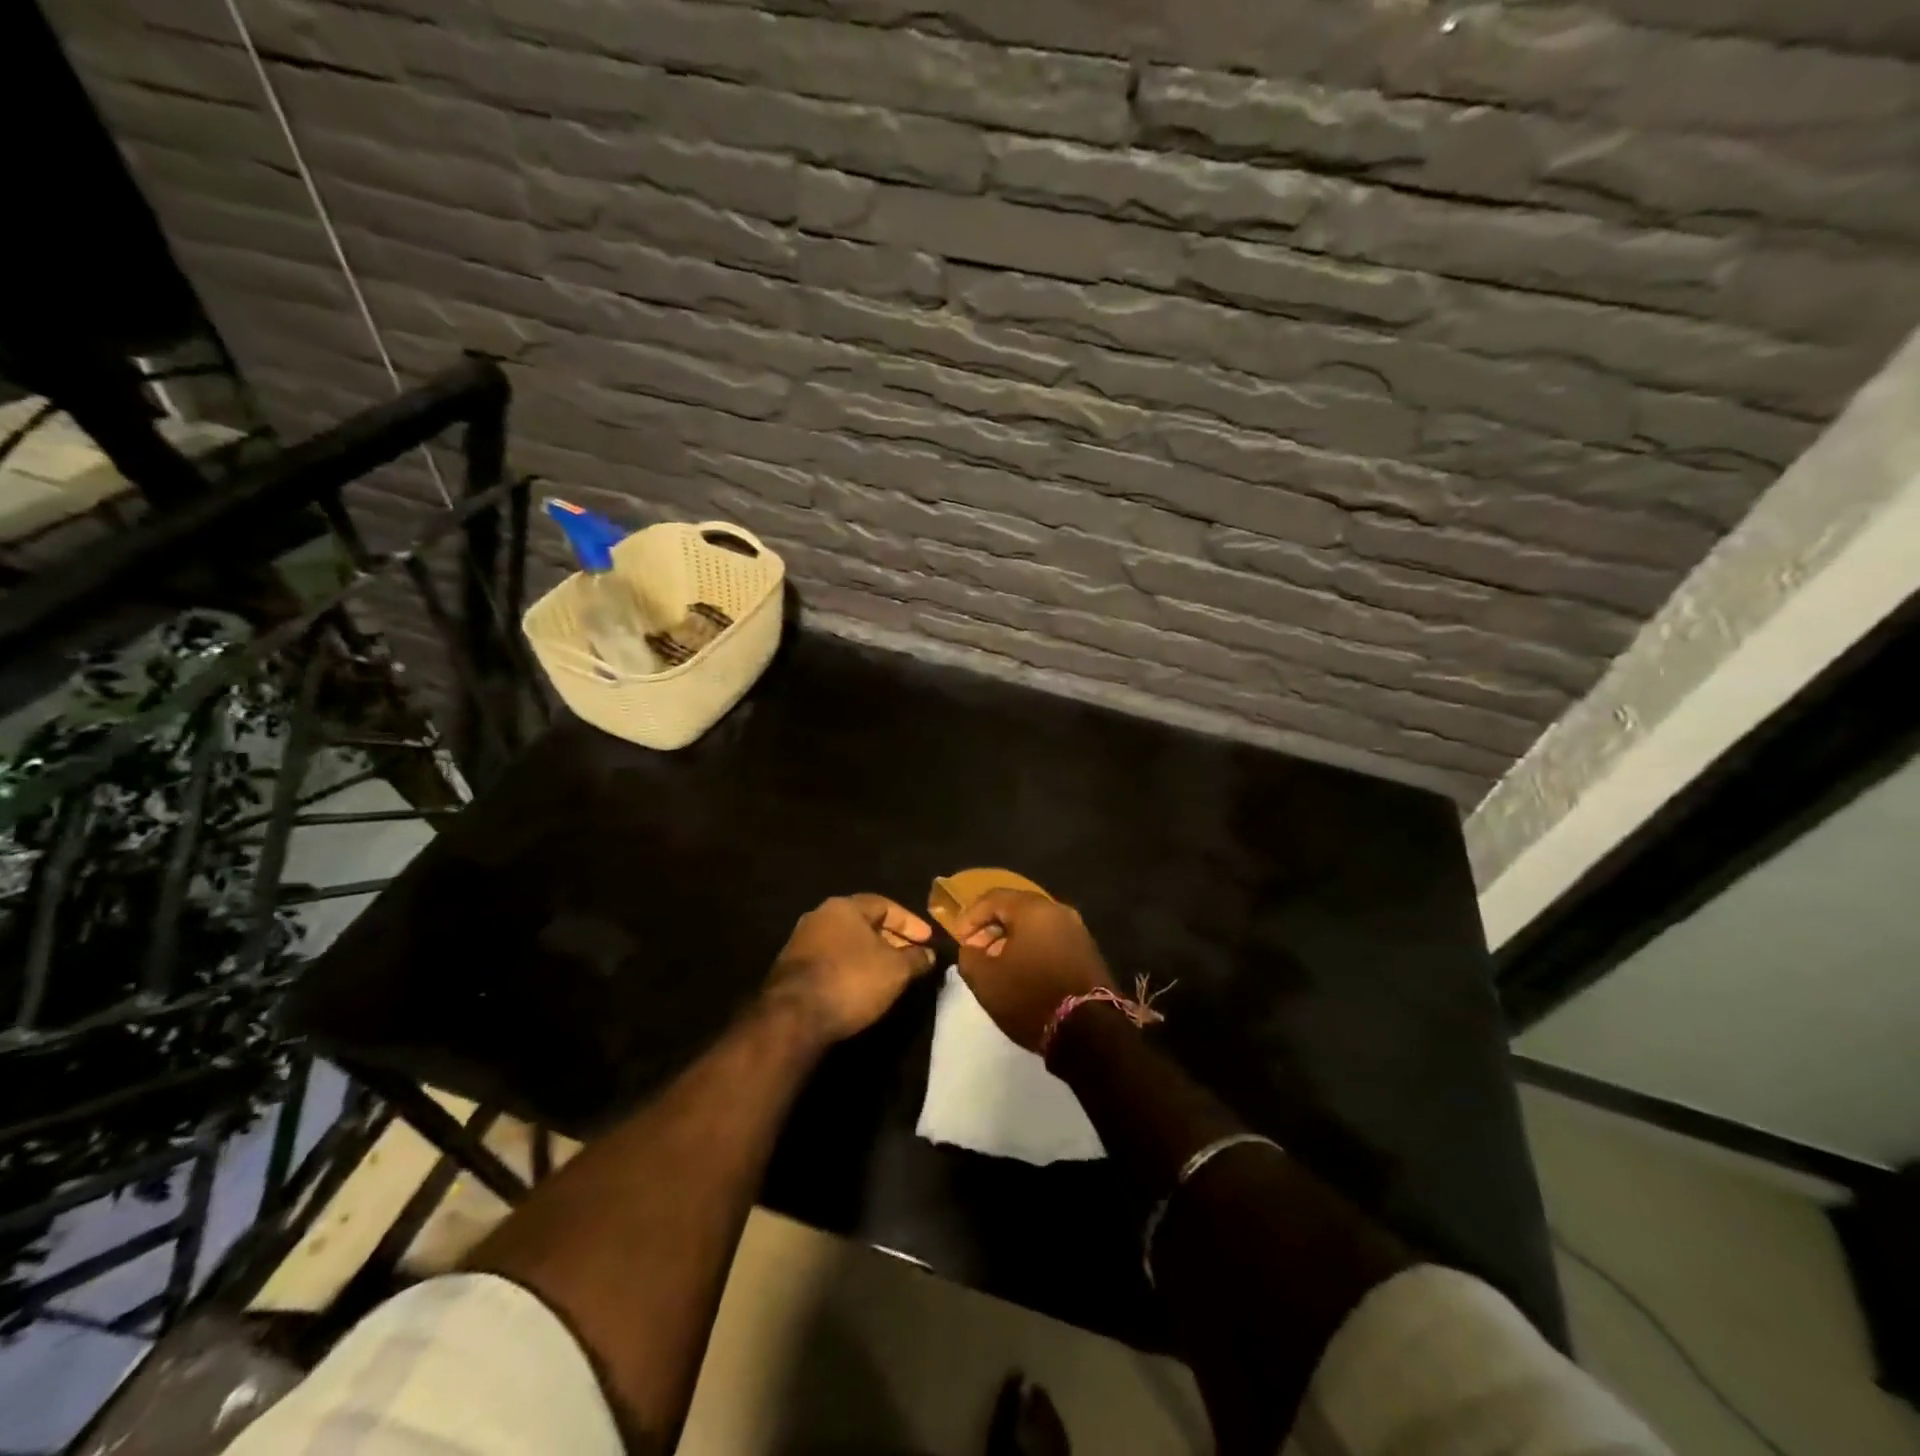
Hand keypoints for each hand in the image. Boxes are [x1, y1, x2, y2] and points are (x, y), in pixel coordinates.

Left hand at [765, 894, 935, 1043]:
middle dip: (890, 939)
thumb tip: (928, 954)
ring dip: (870, 955)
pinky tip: (862, 986)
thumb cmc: (851, 980)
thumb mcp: (895, 970)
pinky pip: (831, 961)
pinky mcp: (791, 970)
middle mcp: (819, 917)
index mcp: (843, 907)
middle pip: (863, 922)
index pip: (885, 905)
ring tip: (890, 973)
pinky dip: (851, 969)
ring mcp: (801, 943)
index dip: (910, 922)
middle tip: (911, 956)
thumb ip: (916, 958)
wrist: (793, 1016)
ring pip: (846, 943)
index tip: (928, 940)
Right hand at [953, 889, 1113, 1052]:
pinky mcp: (1087, 951)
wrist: (1089, 1030)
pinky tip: (1022, 972)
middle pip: (1016, 908)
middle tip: (976, 951)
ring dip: (1011, 940)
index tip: (958, 939)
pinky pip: (1051, 939)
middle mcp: (1058, 910)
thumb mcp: (986, 980)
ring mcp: (1077, 930)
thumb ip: (969, 957)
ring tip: (996, 965)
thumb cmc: (1030, 996)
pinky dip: (1032, 948)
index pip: (993, 898)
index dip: (970, 916)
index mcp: (1033, 908)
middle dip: (991, 927)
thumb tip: (971, 948)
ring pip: (1035, 925)